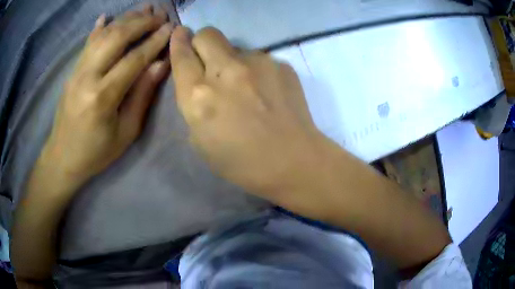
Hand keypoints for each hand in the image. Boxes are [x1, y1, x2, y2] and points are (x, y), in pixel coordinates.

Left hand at [43, 5, 172, 183]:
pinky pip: (87, 43)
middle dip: (141, 22)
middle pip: (117, 38)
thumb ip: (141, 95)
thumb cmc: (96, 152)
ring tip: (143, 10)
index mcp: (103, 97)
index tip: (171, 27)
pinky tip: (107, 17)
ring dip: (125, 19)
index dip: (155, 41)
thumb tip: (160, 64)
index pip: (134, 59)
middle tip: (160, 14)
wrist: (62, 157)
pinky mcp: (71, 72)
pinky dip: (98, 28)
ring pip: (103, 35)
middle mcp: (87, 77)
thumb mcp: (126, 132)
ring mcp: (76, 71)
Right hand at [170, 27, 323, 194]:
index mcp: (199, 96)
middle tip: (208, 59)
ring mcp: (258, 63)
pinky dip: (256, 71)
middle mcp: (226, 71)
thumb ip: (194, 104)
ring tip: (247, 88)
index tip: (179, 34)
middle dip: (201, 42)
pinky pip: (260, 59)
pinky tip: (267, 92)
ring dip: (233, 61)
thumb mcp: (200, 140)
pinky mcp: (281, 64)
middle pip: (207, 34)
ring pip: (236, 47)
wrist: (293, 161)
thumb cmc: (242, 162)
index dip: (178, 42)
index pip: (182, 55)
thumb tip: (200, 81)